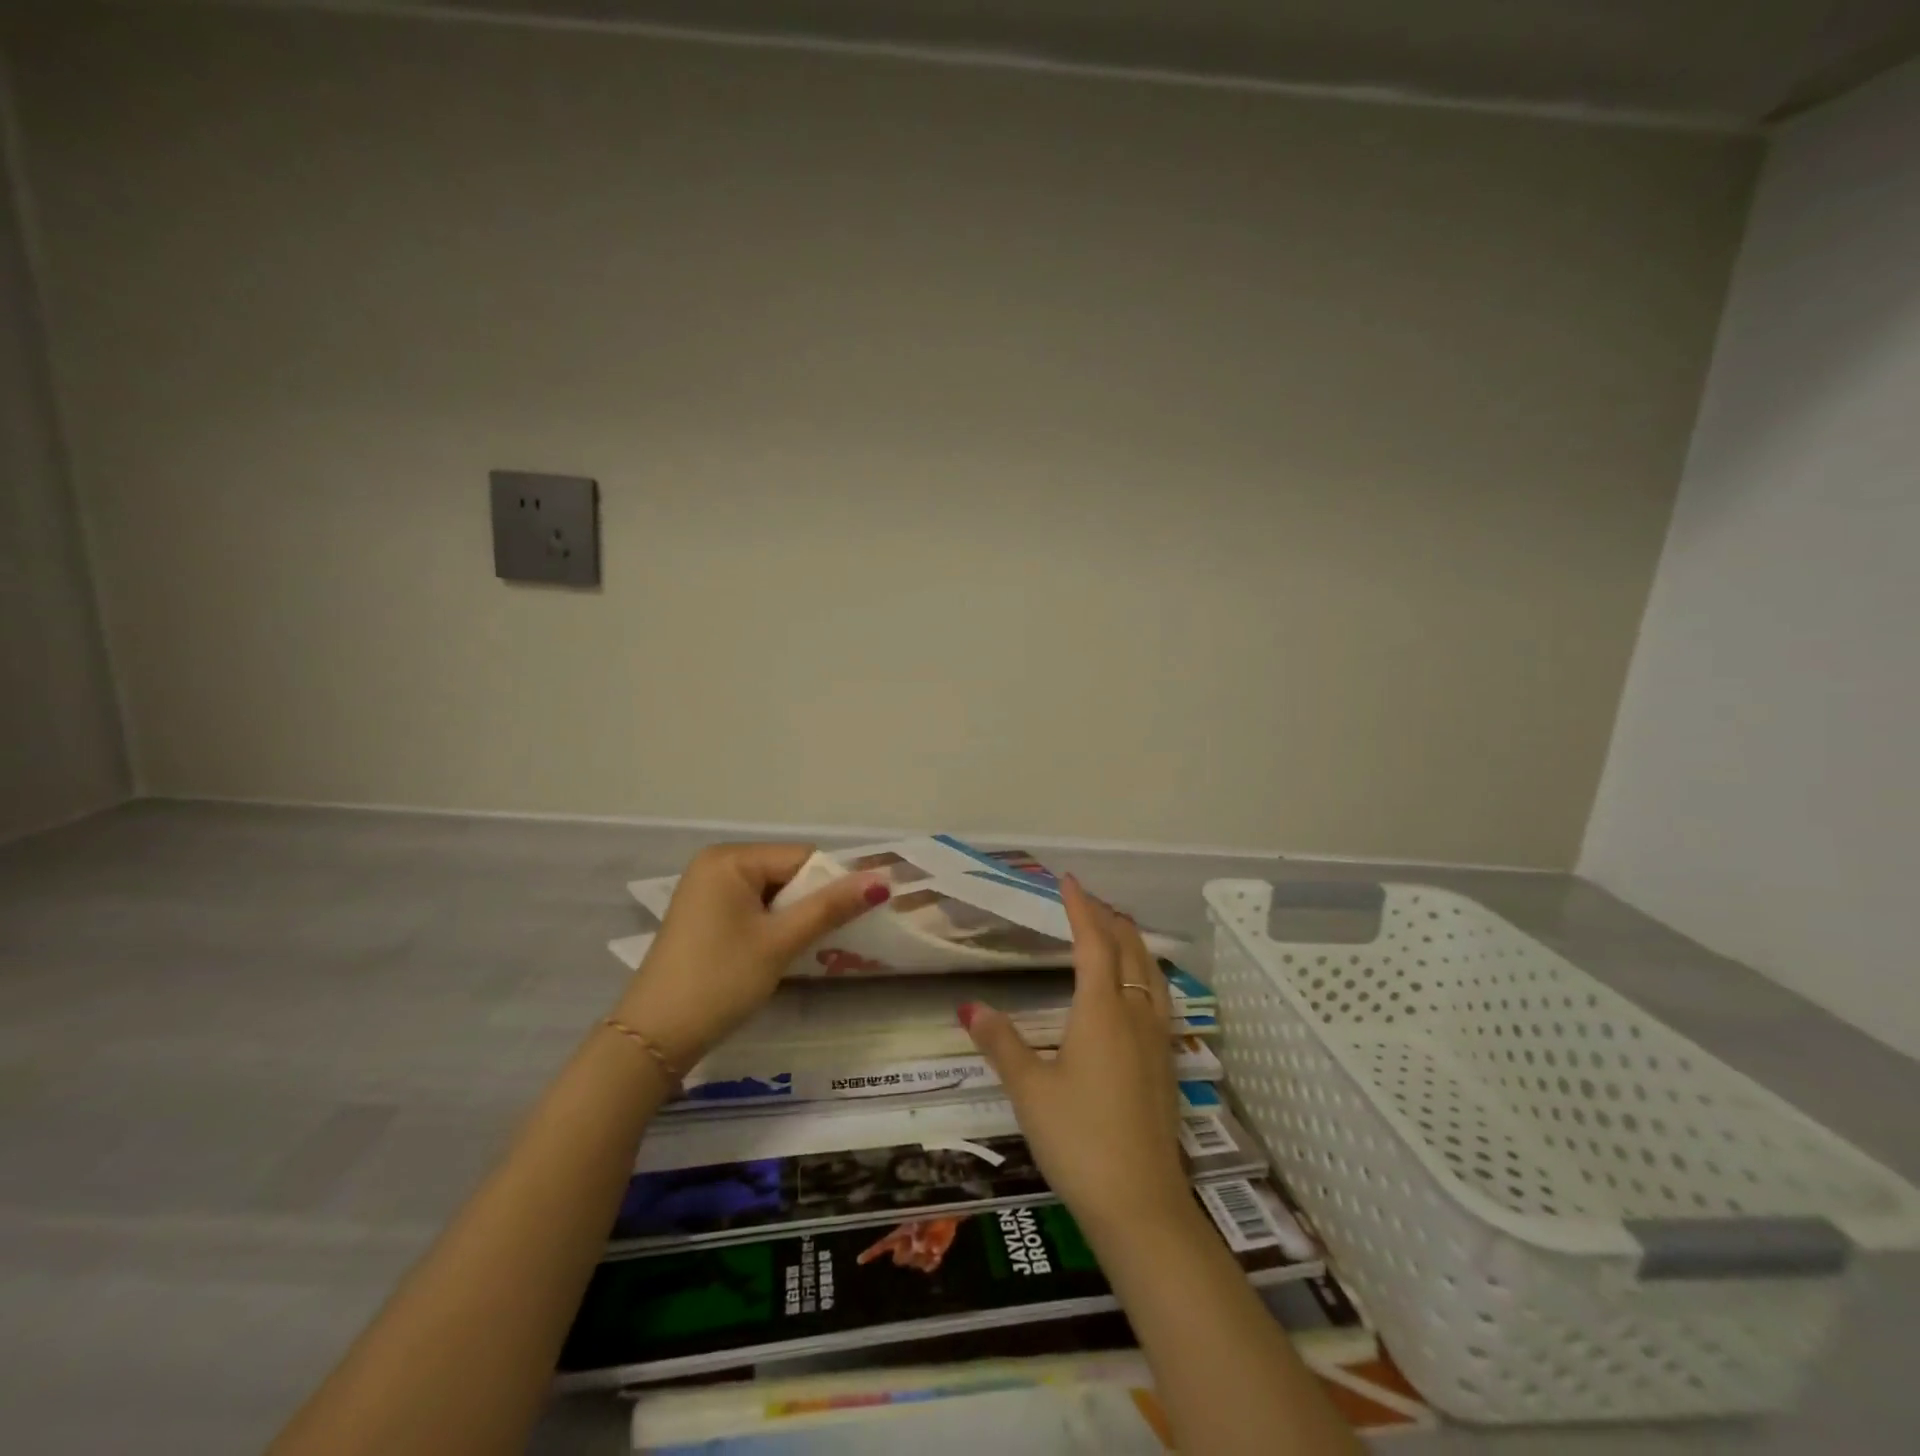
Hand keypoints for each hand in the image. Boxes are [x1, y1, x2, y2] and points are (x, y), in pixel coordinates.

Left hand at [615, 843, 888, 1070]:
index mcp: (730, 859)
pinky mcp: (704, 916)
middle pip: (786, 872)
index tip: (855, 917)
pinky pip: (753, 907)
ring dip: (795, 916)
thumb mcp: (780, 942)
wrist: (655, 1038)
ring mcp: (706, 890)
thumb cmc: (721, 981)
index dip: (832, 885)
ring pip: (772, 892)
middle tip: (835, 938)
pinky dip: (773, 925)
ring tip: (812, 948)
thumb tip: (882, 879)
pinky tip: (781, 952)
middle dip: (812, 902)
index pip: (801, 857)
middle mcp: (716, 864)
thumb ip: (830, 907)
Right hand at [857, 1217, 959, 1272]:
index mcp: (902, 1232)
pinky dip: (932, 1263)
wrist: (949, 1215)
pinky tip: (937, 1254)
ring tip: (932, 1244)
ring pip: (914, 1264)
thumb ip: (920, 1231)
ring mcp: (918, 1252)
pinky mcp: (930, 1258)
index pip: (883, 1244)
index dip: (871, 1252)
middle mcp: (907, 1244)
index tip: (859, 1260)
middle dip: (907, 1255)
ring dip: (923, 1257)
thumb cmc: (933, 1212)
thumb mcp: (924, 1218)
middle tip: (919, 1244)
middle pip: (898, 1259)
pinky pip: (927, 1268)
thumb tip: (917, 1245)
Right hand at [960, 876, 1191, 1242]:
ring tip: (1117, 930)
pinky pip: (1160, 997)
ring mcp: (1158, 1039)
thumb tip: (971, 1007)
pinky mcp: (1167, 1064)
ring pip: (1152, 972)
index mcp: (1102, 1010)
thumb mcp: (1029, 1090)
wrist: (1141, 1204)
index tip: (1068, 881)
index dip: (1081, 908)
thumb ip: (1001, 1043)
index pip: (1093, 942)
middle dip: (1109, 919)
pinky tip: (1139, 989)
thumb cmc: (1079, 1139)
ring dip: (1133, 943)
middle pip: (1129, 950)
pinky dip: (1146, 972)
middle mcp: (1136, 1014)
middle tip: (1088, 901)